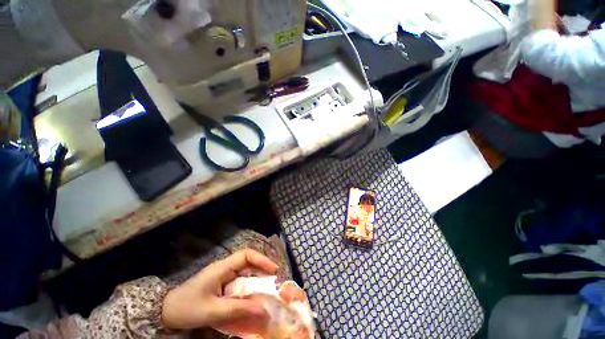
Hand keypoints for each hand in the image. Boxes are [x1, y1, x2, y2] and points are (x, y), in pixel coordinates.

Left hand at [161, 249, 278, 331]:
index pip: (246, 255)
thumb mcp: (213, 311)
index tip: (273, 270)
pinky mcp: (221, 285)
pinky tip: (253, 299)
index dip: (261, 259)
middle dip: (262, 271)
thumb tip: (263, 310)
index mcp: (222, 268)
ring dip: (256, 282)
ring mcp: (223, 276)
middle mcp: (225, 268)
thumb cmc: (187, 308)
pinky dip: (248, 290)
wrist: (166, 312)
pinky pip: (239, 284)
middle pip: (248, 263)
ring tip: (267, 292)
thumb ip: (238, 310)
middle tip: (274, 283)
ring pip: (245, 274)